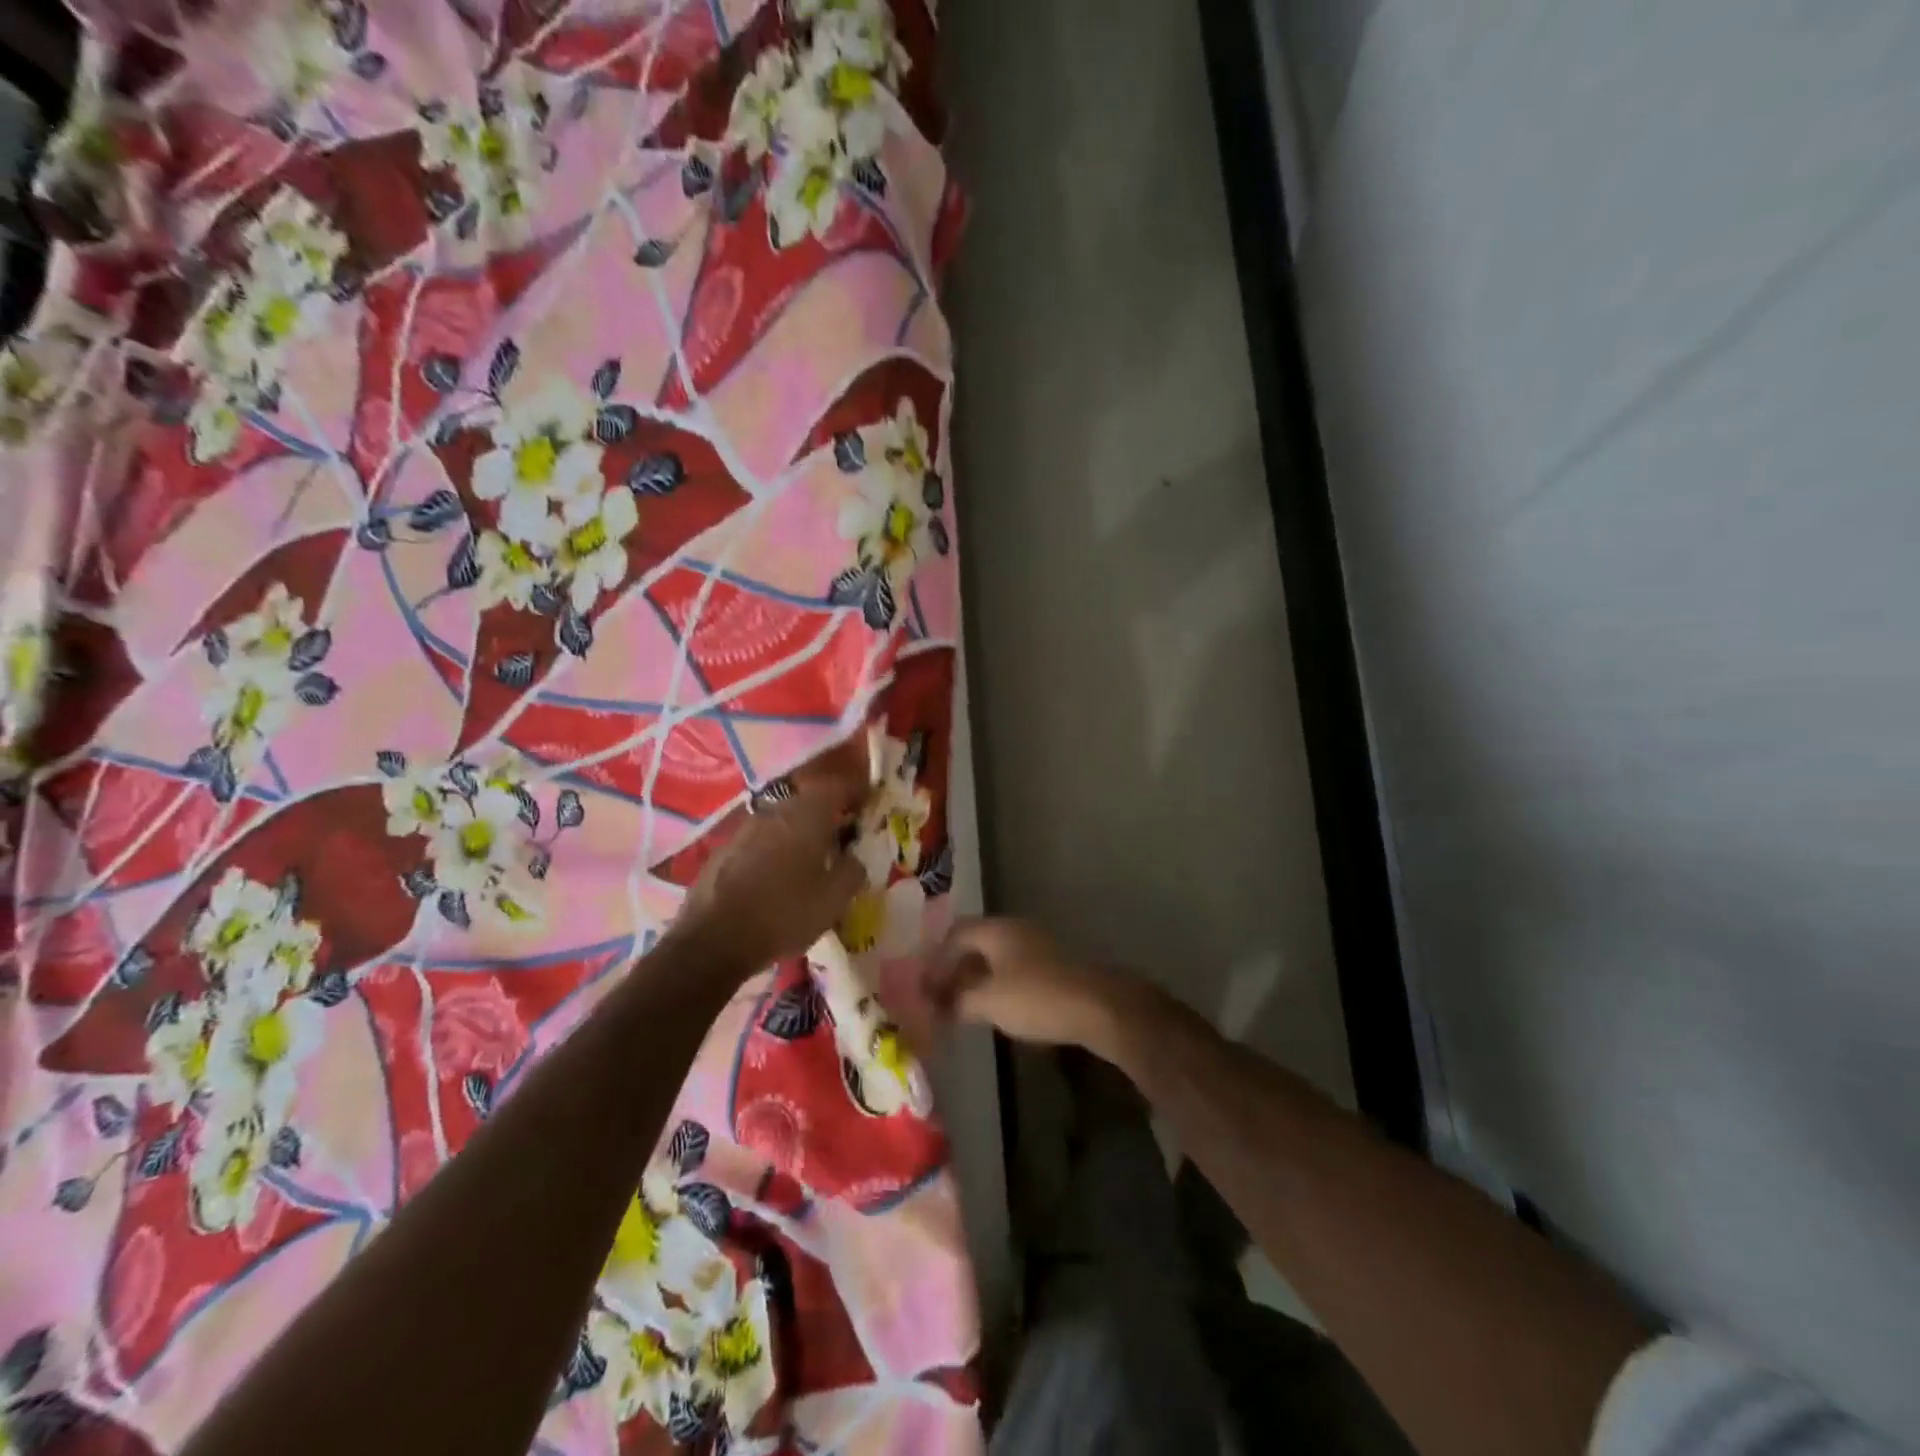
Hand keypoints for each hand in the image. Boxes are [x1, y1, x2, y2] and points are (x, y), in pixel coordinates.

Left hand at [671, 780, 865, 974]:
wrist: (713, 940)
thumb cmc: (784, 914)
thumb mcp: (833, 900)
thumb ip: (852, 871)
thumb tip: (854, 858)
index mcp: (806, 815)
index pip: (837, 787)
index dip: (855, 791)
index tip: (868, 802)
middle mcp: (775, 812)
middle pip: (807, 802)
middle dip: (827, 814)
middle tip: (843, 835)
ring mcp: (745, 829)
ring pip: (782, 821)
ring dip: (799, 832)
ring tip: (811, 857)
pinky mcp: (724, 850)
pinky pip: (760, 840)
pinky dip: (775, 849)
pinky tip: (778, 875)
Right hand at [923, 918, 1148, 1055]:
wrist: (1098, 1006)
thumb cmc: (1036, 997)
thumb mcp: (989, 1001)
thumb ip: (959, 1000)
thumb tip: (939, 1004)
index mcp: (996, 930)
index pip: (955, 934)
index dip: (936, 959)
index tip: (923, 986)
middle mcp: (1015, 930)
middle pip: (975, 944)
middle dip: (954, 970)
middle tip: (939, 999)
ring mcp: (1036, 946)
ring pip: (995, 958)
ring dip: (975, 980)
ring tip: (961, 1008)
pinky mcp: (1052, 967)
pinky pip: (1013, 970)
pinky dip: (996, 986)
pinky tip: (994, 1010)